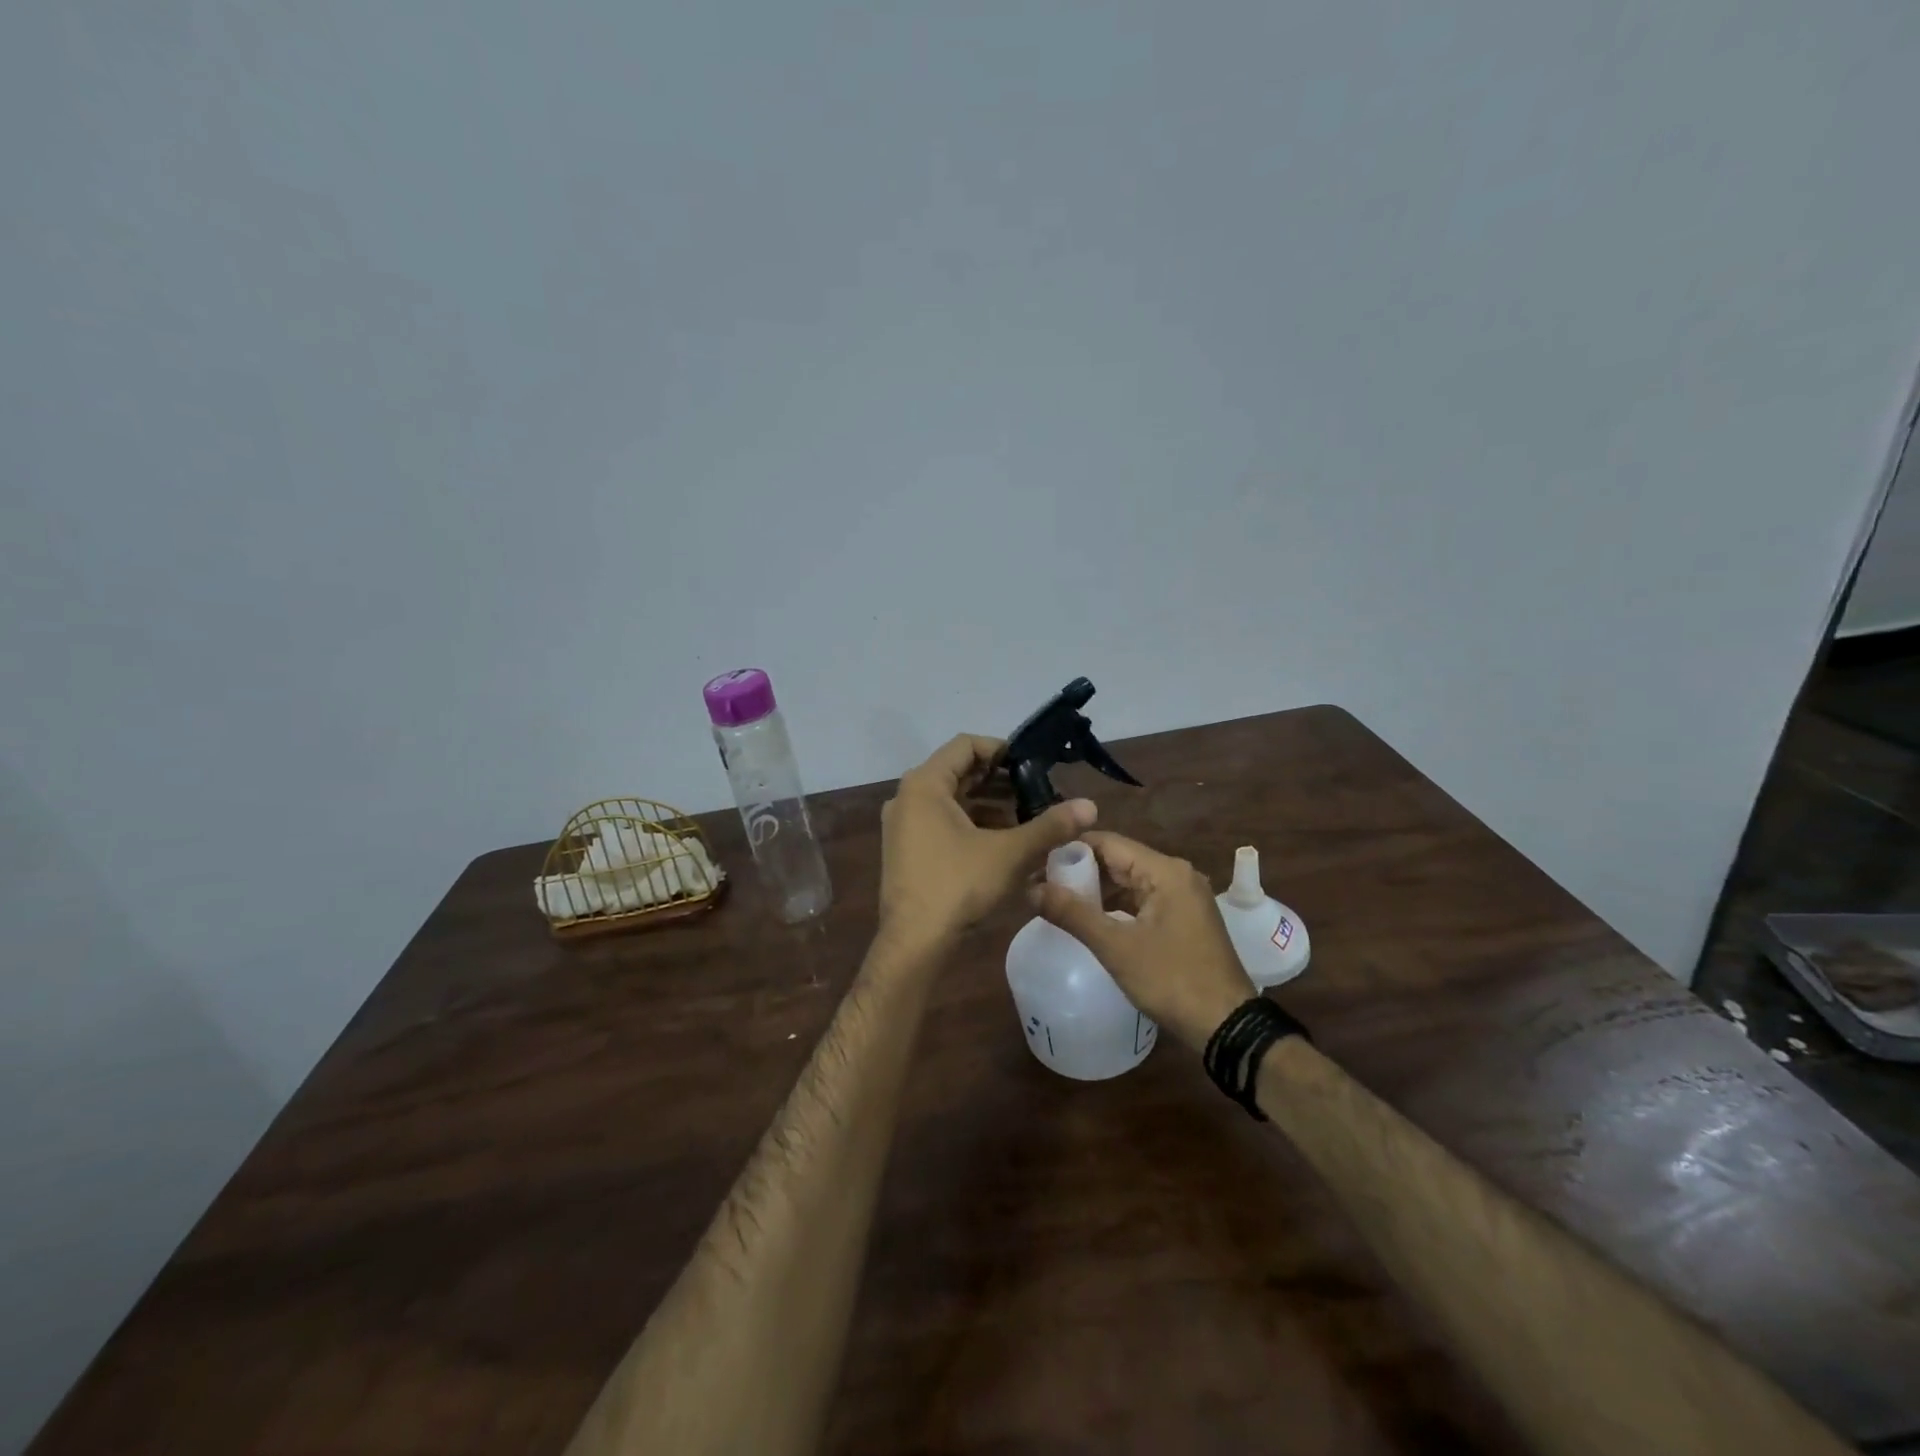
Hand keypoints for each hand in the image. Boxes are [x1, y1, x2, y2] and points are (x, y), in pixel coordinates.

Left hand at [879, 735, 1096, 949]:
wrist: (914, 943)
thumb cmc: (957, 886)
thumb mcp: (1009, 853)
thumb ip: (1049, 826)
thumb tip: (1090, 805)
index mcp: (925, 785)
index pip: (966, 745)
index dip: (1002, 750)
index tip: (1032, 765)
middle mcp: (907, 797)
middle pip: (957, 772)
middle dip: (999, 780)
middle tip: (1036, 791)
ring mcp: (903, 825)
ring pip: (950, 800)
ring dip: (987, 803)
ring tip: (1025, 816)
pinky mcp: (906, 849)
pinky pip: (941, 821)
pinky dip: (971, 823)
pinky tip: (1001, 841)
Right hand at [1031, 830, 1254, 1053]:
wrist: (1227, 1026)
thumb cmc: (1172, 980)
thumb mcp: (1116, 948)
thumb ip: (1073, 914)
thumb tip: (1031, 889)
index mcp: (1165, 871)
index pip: (1108, 842)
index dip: (1070, 850)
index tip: (1037, 863)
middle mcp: (1177, 874)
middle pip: (1120, 859)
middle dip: (1082, 871)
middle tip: (1043, 885)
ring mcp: (1184, 897)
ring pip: (1131, 881)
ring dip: (1098, 890)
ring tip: (1060, 902)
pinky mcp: (1185, 918)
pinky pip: (1144, 900)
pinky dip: (1118, 906)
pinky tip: (1093, 920)